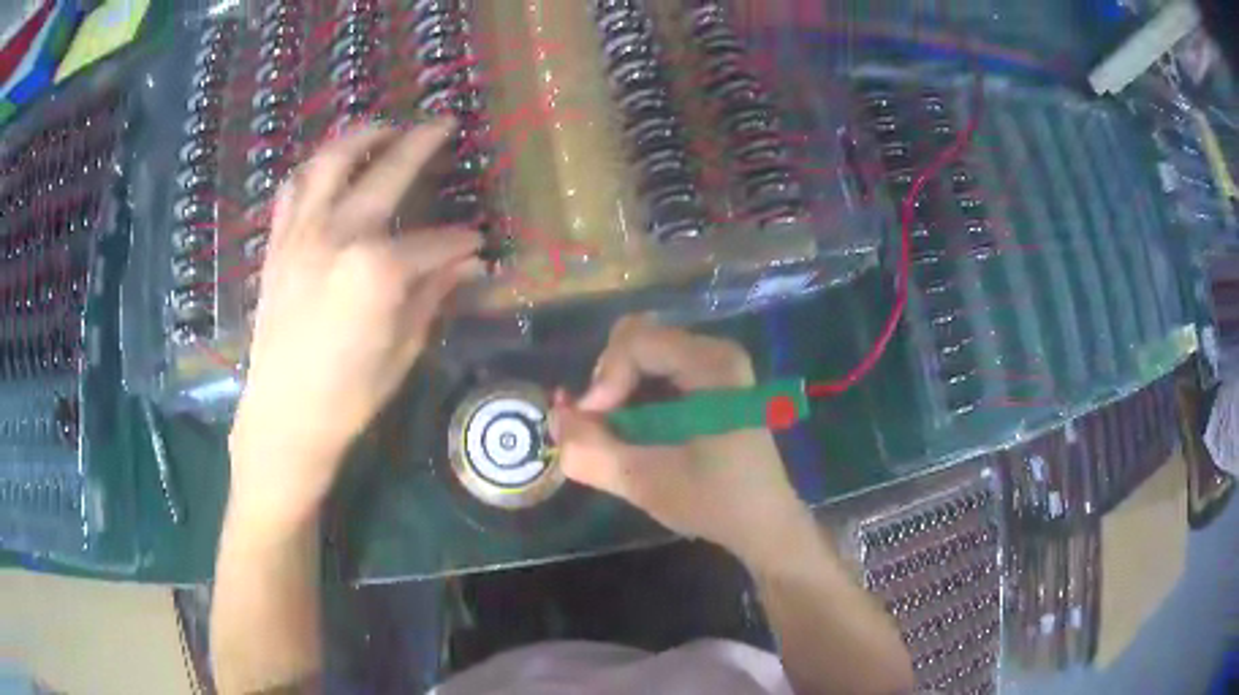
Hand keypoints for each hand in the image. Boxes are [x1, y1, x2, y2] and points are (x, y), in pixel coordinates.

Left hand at [228, 120, 482, 526]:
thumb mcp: (403, 349)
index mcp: (377, 269)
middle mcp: (338, 234)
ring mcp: (301, 234)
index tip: (477, 242)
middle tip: (443, 124)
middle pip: (386, 173)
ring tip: (382, 128)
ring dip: (359, 137)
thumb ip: (435, 293)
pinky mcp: (278, 245)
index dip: (460, 241)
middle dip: (421, 143)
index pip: (434, 241)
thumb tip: (470, 261)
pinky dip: (313, 170)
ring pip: (330, 162)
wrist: (283, 419)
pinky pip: (292, 190)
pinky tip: (327, 168)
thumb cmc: (348, 395)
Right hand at [552, 316, 810, 568]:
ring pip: (643, 354)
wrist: (763, 524)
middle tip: (601, 425)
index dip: (603, 380)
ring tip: (615, 433)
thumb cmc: (714, 503)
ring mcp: (716, 365)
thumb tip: (553, 419)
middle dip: (608, 381)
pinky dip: (634, 395)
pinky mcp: (712, 382)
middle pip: (636, 340)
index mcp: (712, 365)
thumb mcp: (645, 482)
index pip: (634, 342)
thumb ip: (590, 451)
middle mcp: (716, 352)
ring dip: (618, 391)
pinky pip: (657, 370)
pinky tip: (634, 431)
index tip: (592, 423)